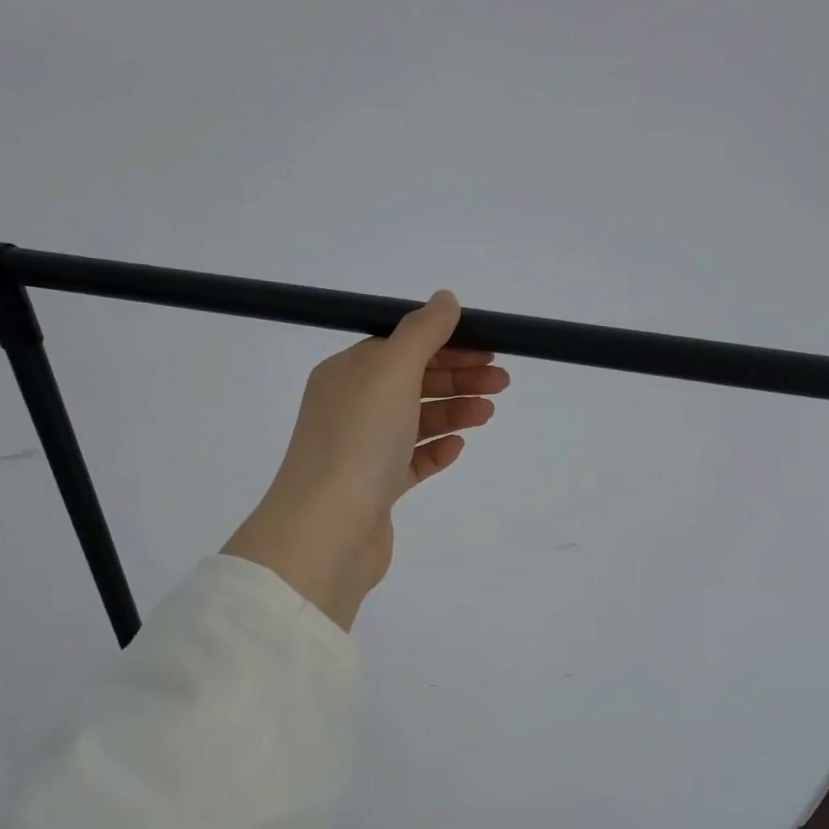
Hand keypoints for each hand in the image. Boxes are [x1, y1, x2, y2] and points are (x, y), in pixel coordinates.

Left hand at [223, 292, 506, 630]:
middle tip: (501, 382)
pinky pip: (411, 461)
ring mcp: (361, 450)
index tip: (488, 349)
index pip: (402, 347)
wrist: (327, 530)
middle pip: (412, 382)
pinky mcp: (375, 489)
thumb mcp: (392, 371)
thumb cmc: (358, 441)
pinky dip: (436, 450)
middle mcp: (350, 407)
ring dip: (453, 412)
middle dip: (458, 378)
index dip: (446, 344)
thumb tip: (445, 299)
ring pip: (415, 422)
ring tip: (489, 413)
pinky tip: (457, 447)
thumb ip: (422, 333)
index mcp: (347, 373)